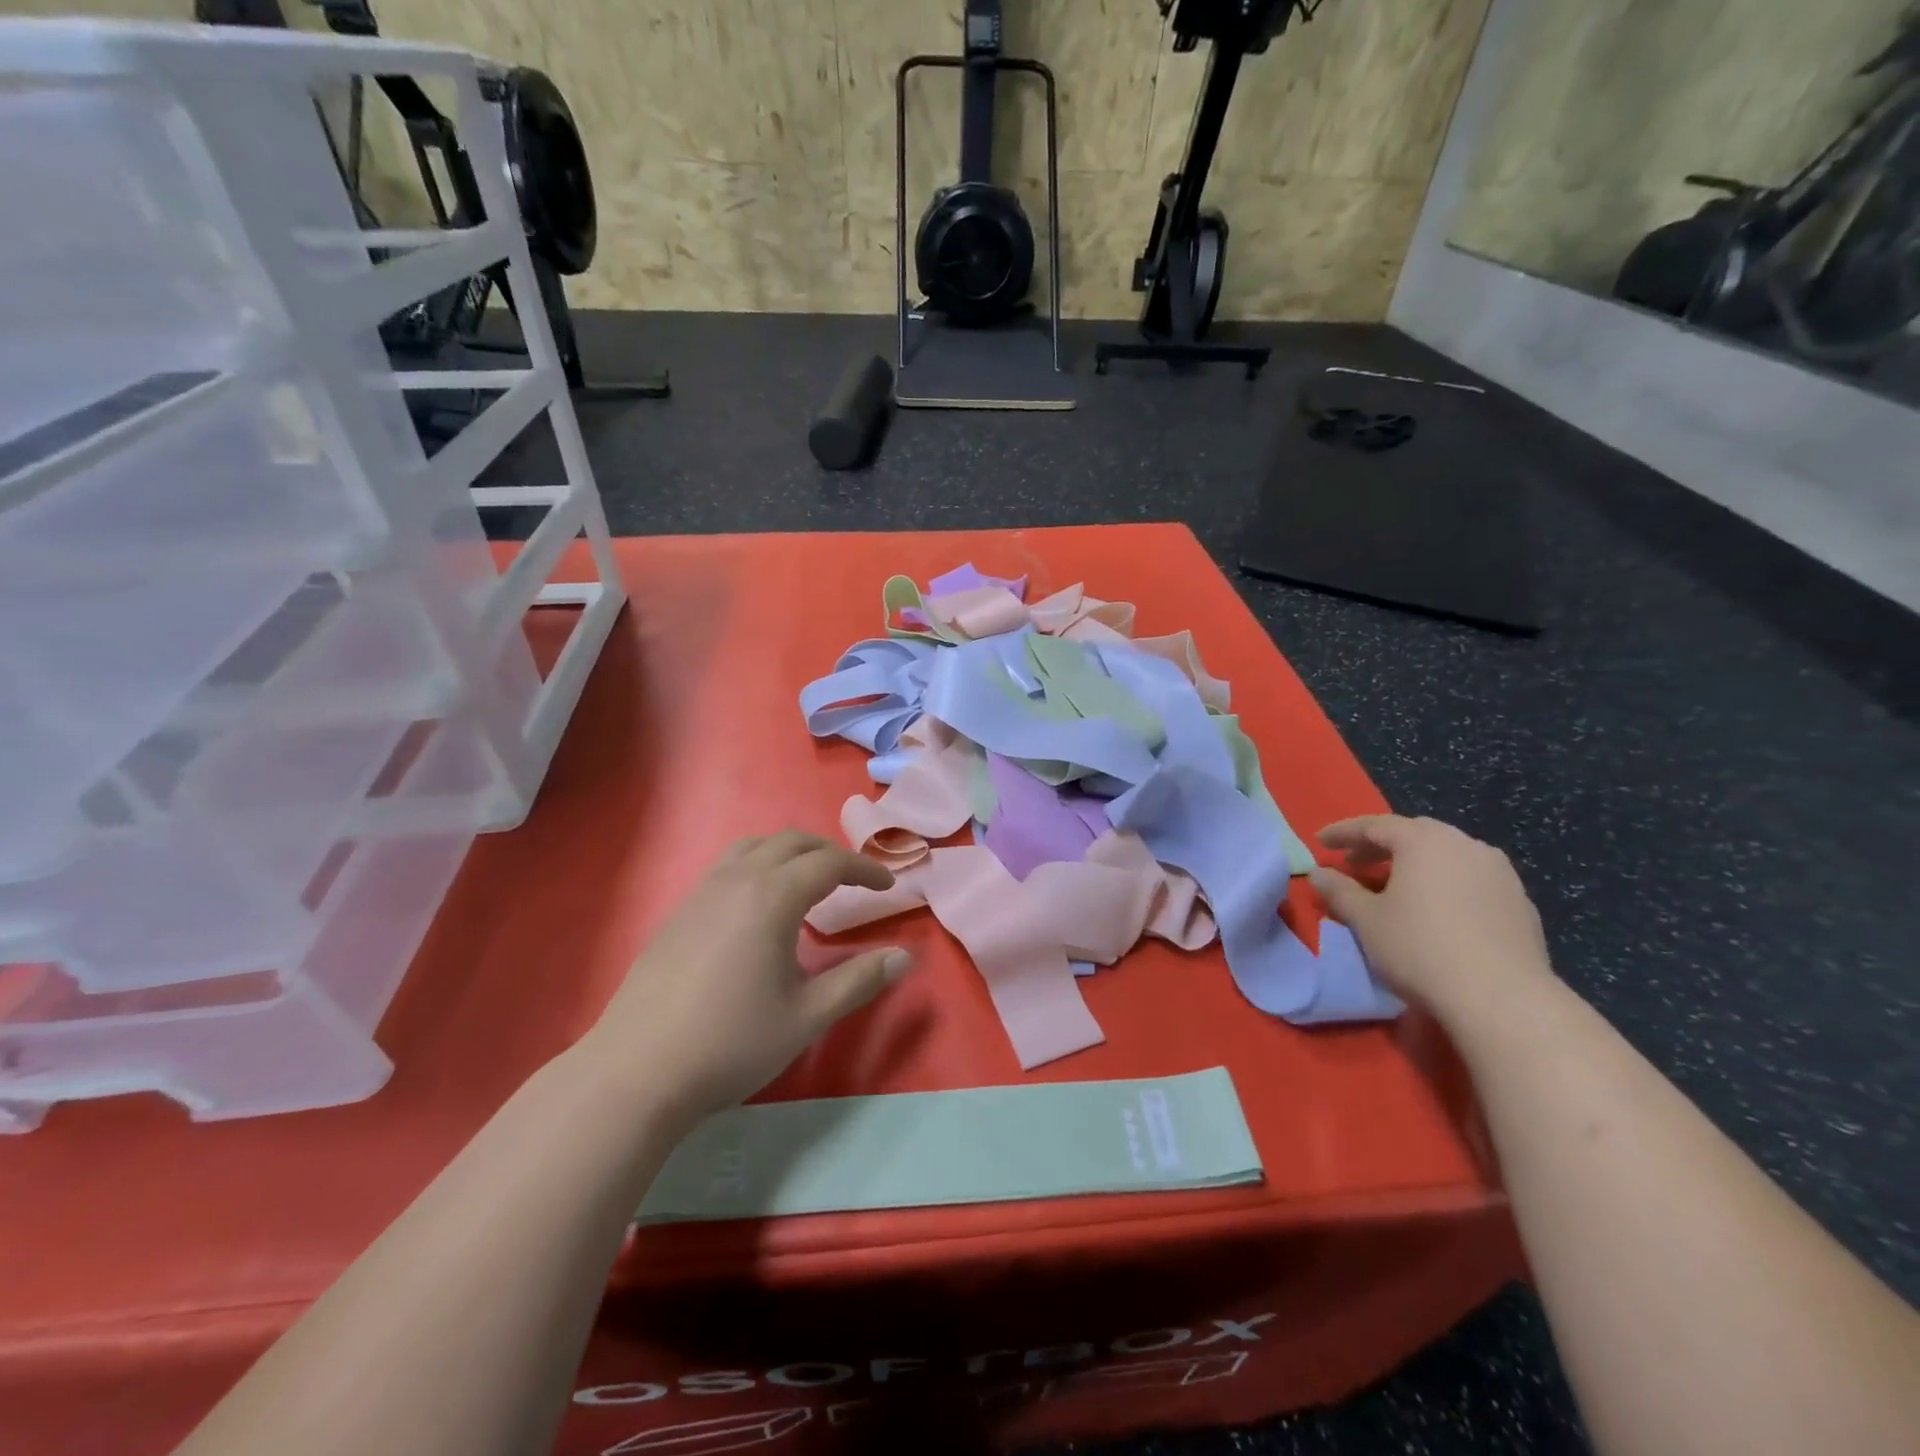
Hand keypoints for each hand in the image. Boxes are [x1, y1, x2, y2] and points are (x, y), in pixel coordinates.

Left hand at [577, 832, 911, 1125]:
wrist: (636, 1073)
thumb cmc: (731, 1043)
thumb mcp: (807, 1017)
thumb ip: (859, 981)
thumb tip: (904, 957)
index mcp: (772, 897)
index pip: (829, 863)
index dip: (864, 870)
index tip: (888, 887)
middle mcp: (737, 881)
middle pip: (791, 843)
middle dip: (829, 853)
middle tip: (854, 880)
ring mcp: (702, 893)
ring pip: (754, 847)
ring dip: (791, 853)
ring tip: (808, 883)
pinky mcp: (679, 912)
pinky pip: (728, 866)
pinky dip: (759, 865)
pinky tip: (759, 907)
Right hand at [1310, 815, 1553, 1023]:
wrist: (1503, 998)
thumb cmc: (1420, 948)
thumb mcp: (1366, 920)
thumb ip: (1339, 891)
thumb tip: (1318, 873)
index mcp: (1424, 841)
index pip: (1375, 825)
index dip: (1343, 832)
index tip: (1320, 842)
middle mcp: (1465, 845)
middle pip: (1415, 834)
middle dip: (1381, 845)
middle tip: (1355, 863)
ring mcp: (1500, 873)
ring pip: (1448, 855)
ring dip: (1416, 864)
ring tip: (1395, 886)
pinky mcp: (1520, 903)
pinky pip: (1471, 880)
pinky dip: (1445, 884)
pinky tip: (1436, 910)